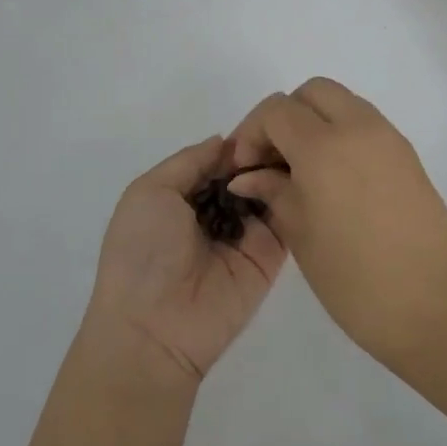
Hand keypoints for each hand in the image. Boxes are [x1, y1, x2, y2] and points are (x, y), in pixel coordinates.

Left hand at [86, 135, 287, 384]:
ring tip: (299, 146)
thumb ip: (190, 161)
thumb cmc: (142, 252)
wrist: (154, 327)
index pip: (220, 159)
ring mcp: (246, 234)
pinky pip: (286, 220)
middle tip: (288, 130)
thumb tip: (225, 141)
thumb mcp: (150, 191)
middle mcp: (216, 212)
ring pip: (270, 191)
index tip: (266, 118)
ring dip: (280, 170)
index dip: (239, 140)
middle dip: (264, 152)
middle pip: (248, 172)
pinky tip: (304, 175)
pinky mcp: (270, 256)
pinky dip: (293, 196)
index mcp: (184, 196)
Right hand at [228, 78, 446, 367]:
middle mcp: (359, 128)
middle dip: (284, 116)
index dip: (251, 133)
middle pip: (312, 92)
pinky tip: (333, 179)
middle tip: (273, 160)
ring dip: (315, 122)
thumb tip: (249, 175)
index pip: (277, 111)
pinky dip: (341, 134)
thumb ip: (274, 192)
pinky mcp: (407, 154)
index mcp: (324, 147)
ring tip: (301, 171)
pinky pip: (365, 124)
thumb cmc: (356, 279)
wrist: (436, 304)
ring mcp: (389, 138)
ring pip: (342, 103)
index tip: (245, 169)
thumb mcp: (301, 235)